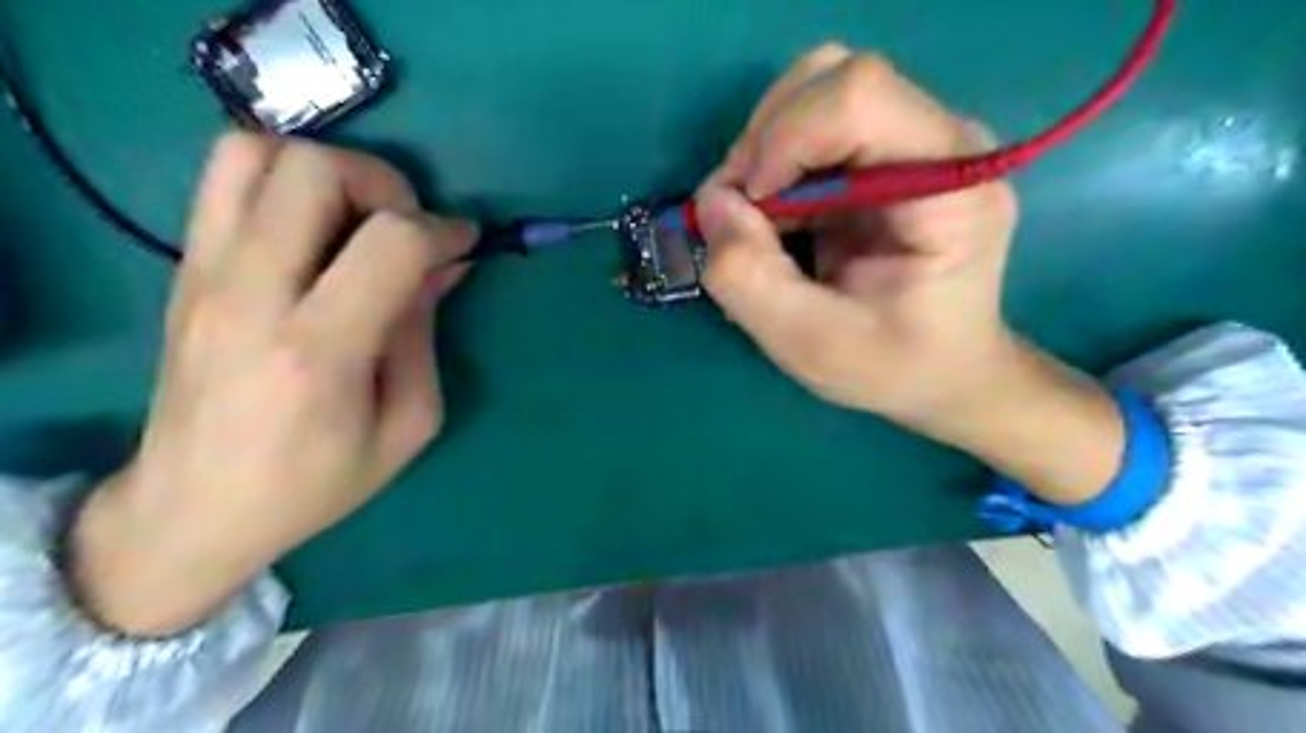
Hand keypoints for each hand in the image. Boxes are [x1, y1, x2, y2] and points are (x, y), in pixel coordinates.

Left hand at [65, 132, 473, 635]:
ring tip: (358, 219)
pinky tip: (315, 230)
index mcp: (319, 351)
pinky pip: (226, 179)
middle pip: (315, 170)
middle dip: (384, 183)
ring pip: (255, 153)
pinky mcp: (184, 268)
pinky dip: (283, 180)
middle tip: (406, 228)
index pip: (390, 242)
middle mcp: (251, 294)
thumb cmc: (316, 481)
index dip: (443, 230)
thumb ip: (424, 335)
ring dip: (326, 171)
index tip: (464, 244)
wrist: (194, 507)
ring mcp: (204, 273)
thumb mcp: (406, 425)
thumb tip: (443, 266)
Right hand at [705, 48, 1123, 510]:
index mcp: (950, 186)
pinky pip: (814, 126)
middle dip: (763, 142)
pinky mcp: (891, 153)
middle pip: (832, 78)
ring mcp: (919, 141)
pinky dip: (773, 166)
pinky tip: (777, 219)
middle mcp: (943, 142)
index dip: (783, 138)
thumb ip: (751, 278)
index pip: (860, 96)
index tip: (749, 207)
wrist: (947, 372)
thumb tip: (710, 205)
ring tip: (757, 220)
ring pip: (816, 92)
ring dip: (763, 152)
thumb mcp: (811, 345)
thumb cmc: (895, 368)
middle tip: (740, 215)